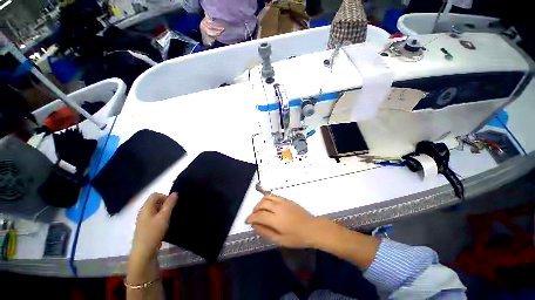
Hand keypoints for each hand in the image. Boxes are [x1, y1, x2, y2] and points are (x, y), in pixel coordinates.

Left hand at [131, 192, 177, 260]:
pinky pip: (154, 217)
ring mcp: (143, 220)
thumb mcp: (164, 217)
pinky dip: (161, 218)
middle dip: (165, 204)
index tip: (172, 205)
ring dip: (164, 212)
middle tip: (171, 212)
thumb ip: (170, 204)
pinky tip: (164, 225)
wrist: (144, 252)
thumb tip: (175, 193)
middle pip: (155, 201)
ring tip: (169, 219)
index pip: (155, 195)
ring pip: (155, 210)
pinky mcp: (145, 226)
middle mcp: (143, 212)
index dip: (165, 197)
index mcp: (146, 208)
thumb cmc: (154, 232)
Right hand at [245, 195, 319, 247]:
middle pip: (261, 204)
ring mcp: (283, 202)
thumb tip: (254, 225)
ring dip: (260, 203)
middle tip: (254, 216)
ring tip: (260, 209)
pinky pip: (274, 196)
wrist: (311, 228)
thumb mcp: (280, 240)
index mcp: (276, 220)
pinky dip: (268, 199)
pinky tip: (269, 205)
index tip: (247, 221)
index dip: (250, 218)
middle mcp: (278, 208)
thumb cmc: (296, 238)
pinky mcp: (287, 199)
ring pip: (267, 198)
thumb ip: (265, 232)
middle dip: (255, 210)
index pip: (258, 216)